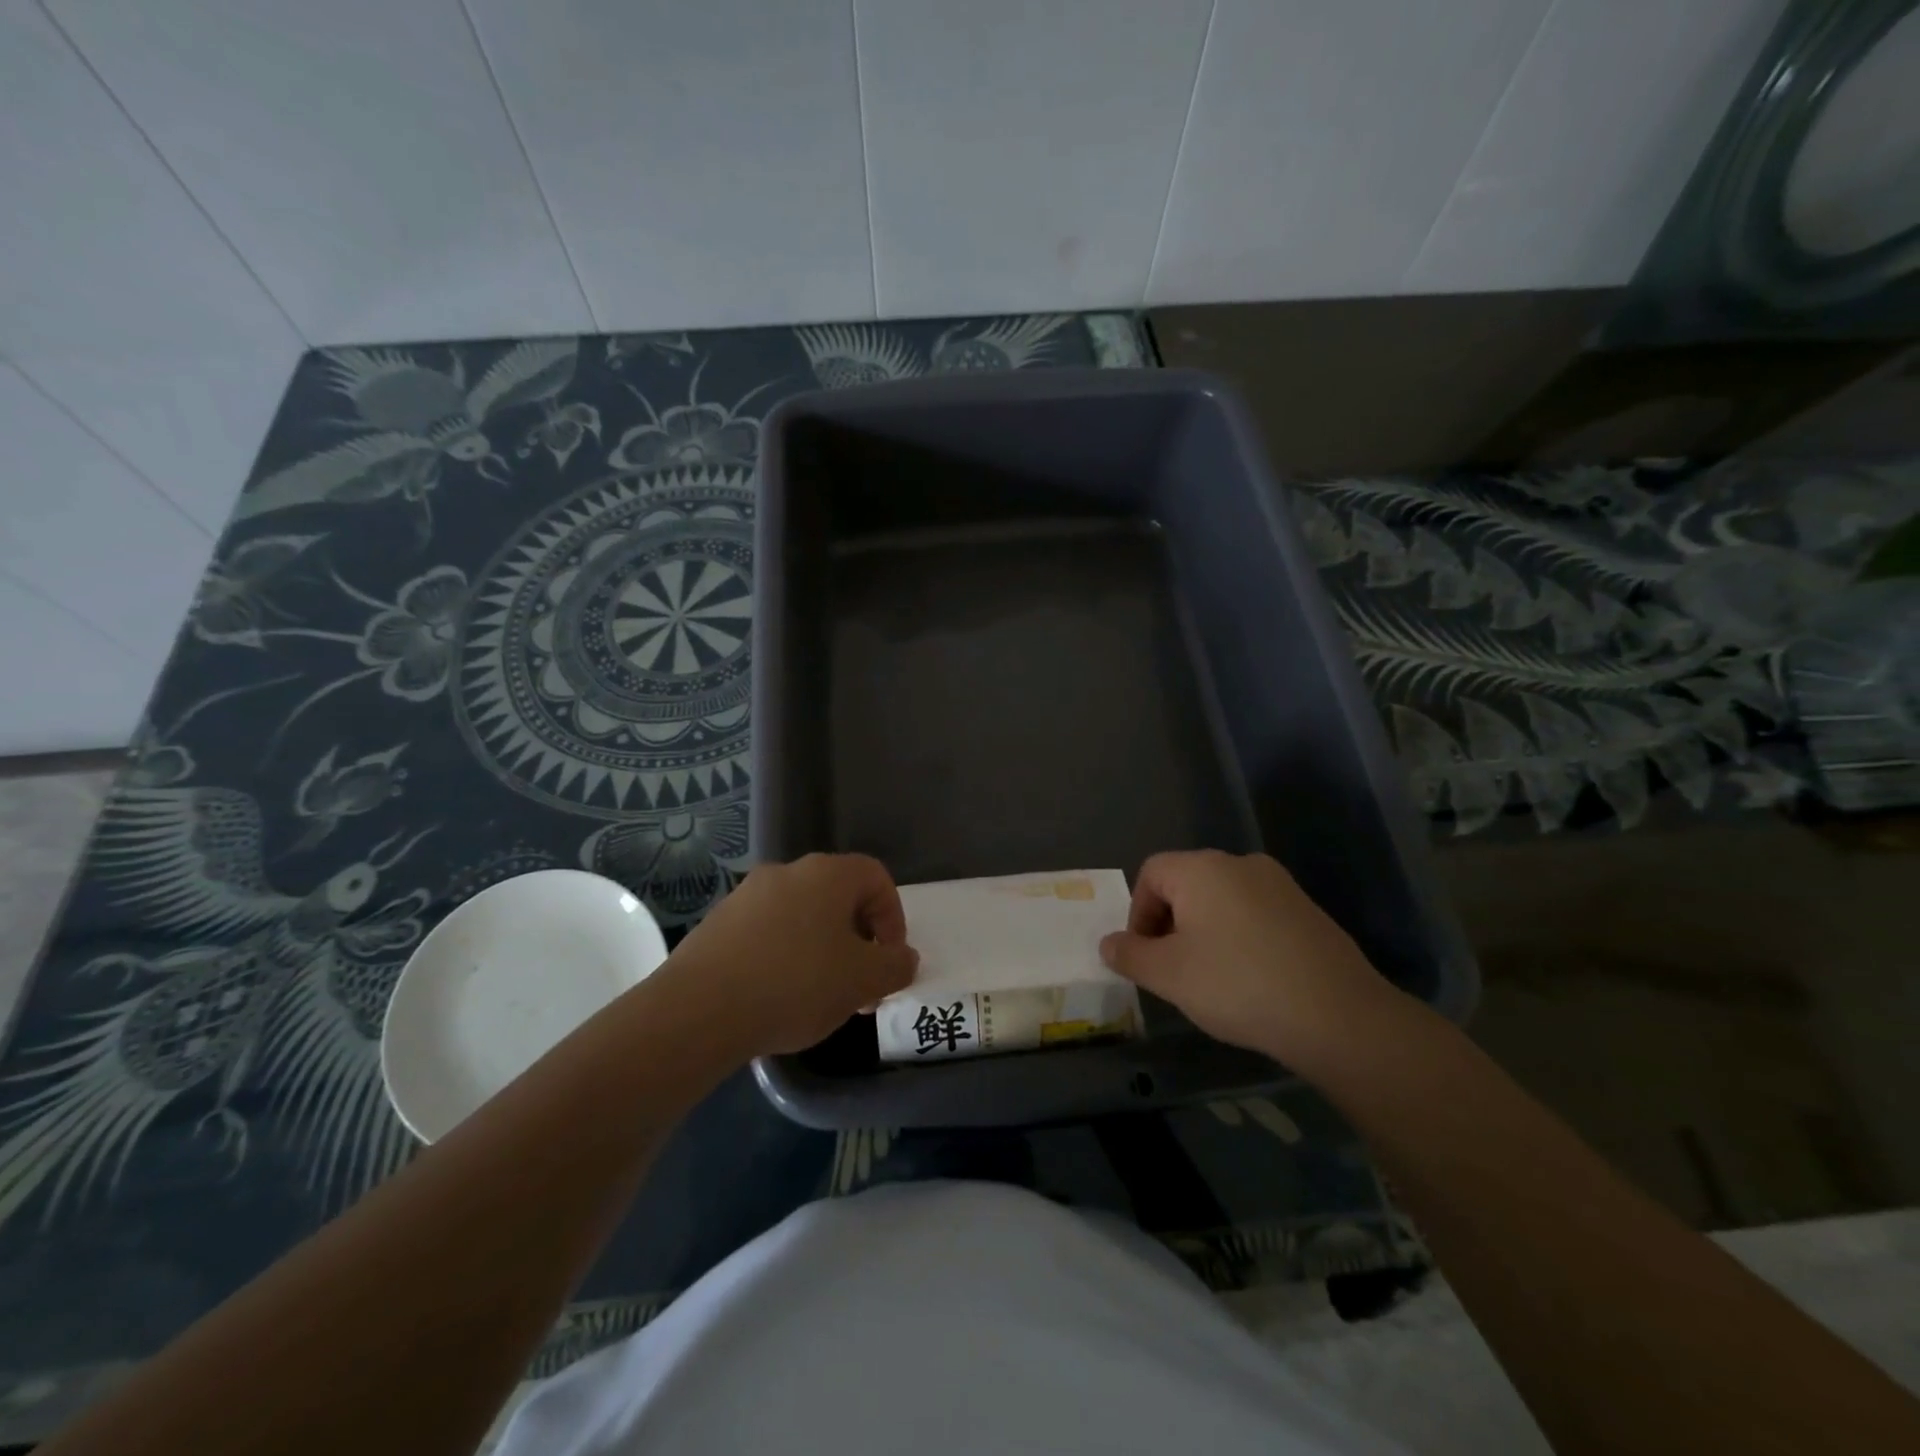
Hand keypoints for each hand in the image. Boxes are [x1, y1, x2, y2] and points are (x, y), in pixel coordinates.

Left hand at [662, 854, 917, 1056]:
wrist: (698, 1010)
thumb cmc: (795, 984)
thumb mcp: (862, 981)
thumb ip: (895, 966)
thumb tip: (904, 958)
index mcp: (827, 874)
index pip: (876, 877)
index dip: (893, 917)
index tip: (889, 959)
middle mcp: (787, 872)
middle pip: (839, 896)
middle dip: (858, 939)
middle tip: (860, 984)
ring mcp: (747, 895)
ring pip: (802, 915)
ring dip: (822, 948)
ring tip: (820, 996)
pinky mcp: (718, 923)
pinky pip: (767, 932)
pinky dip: (784, 955)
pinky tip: (777, 996)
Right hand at [1099, 850, 1401, 1078]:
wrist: (1338, 1015)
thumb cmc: (1237, 985)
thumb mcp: (1168, 975)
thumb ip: (1130, 955)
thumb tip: (1108, 943)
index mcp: (1202, 869)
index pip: (1151, 873)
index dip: (1138, 912)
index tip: (1144, 954)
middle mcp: (1240, 864)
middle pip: (1187, 883)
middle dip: (1170, 923)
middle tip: (1172, 968)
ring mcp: (1280, 885)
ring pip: (1222, 900)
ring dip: (1204, 931)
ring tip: (1210, 977)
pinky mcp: (1307, 911)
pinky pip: (1256, 914)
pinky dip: (1240, 937)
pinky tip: (1250, 979)